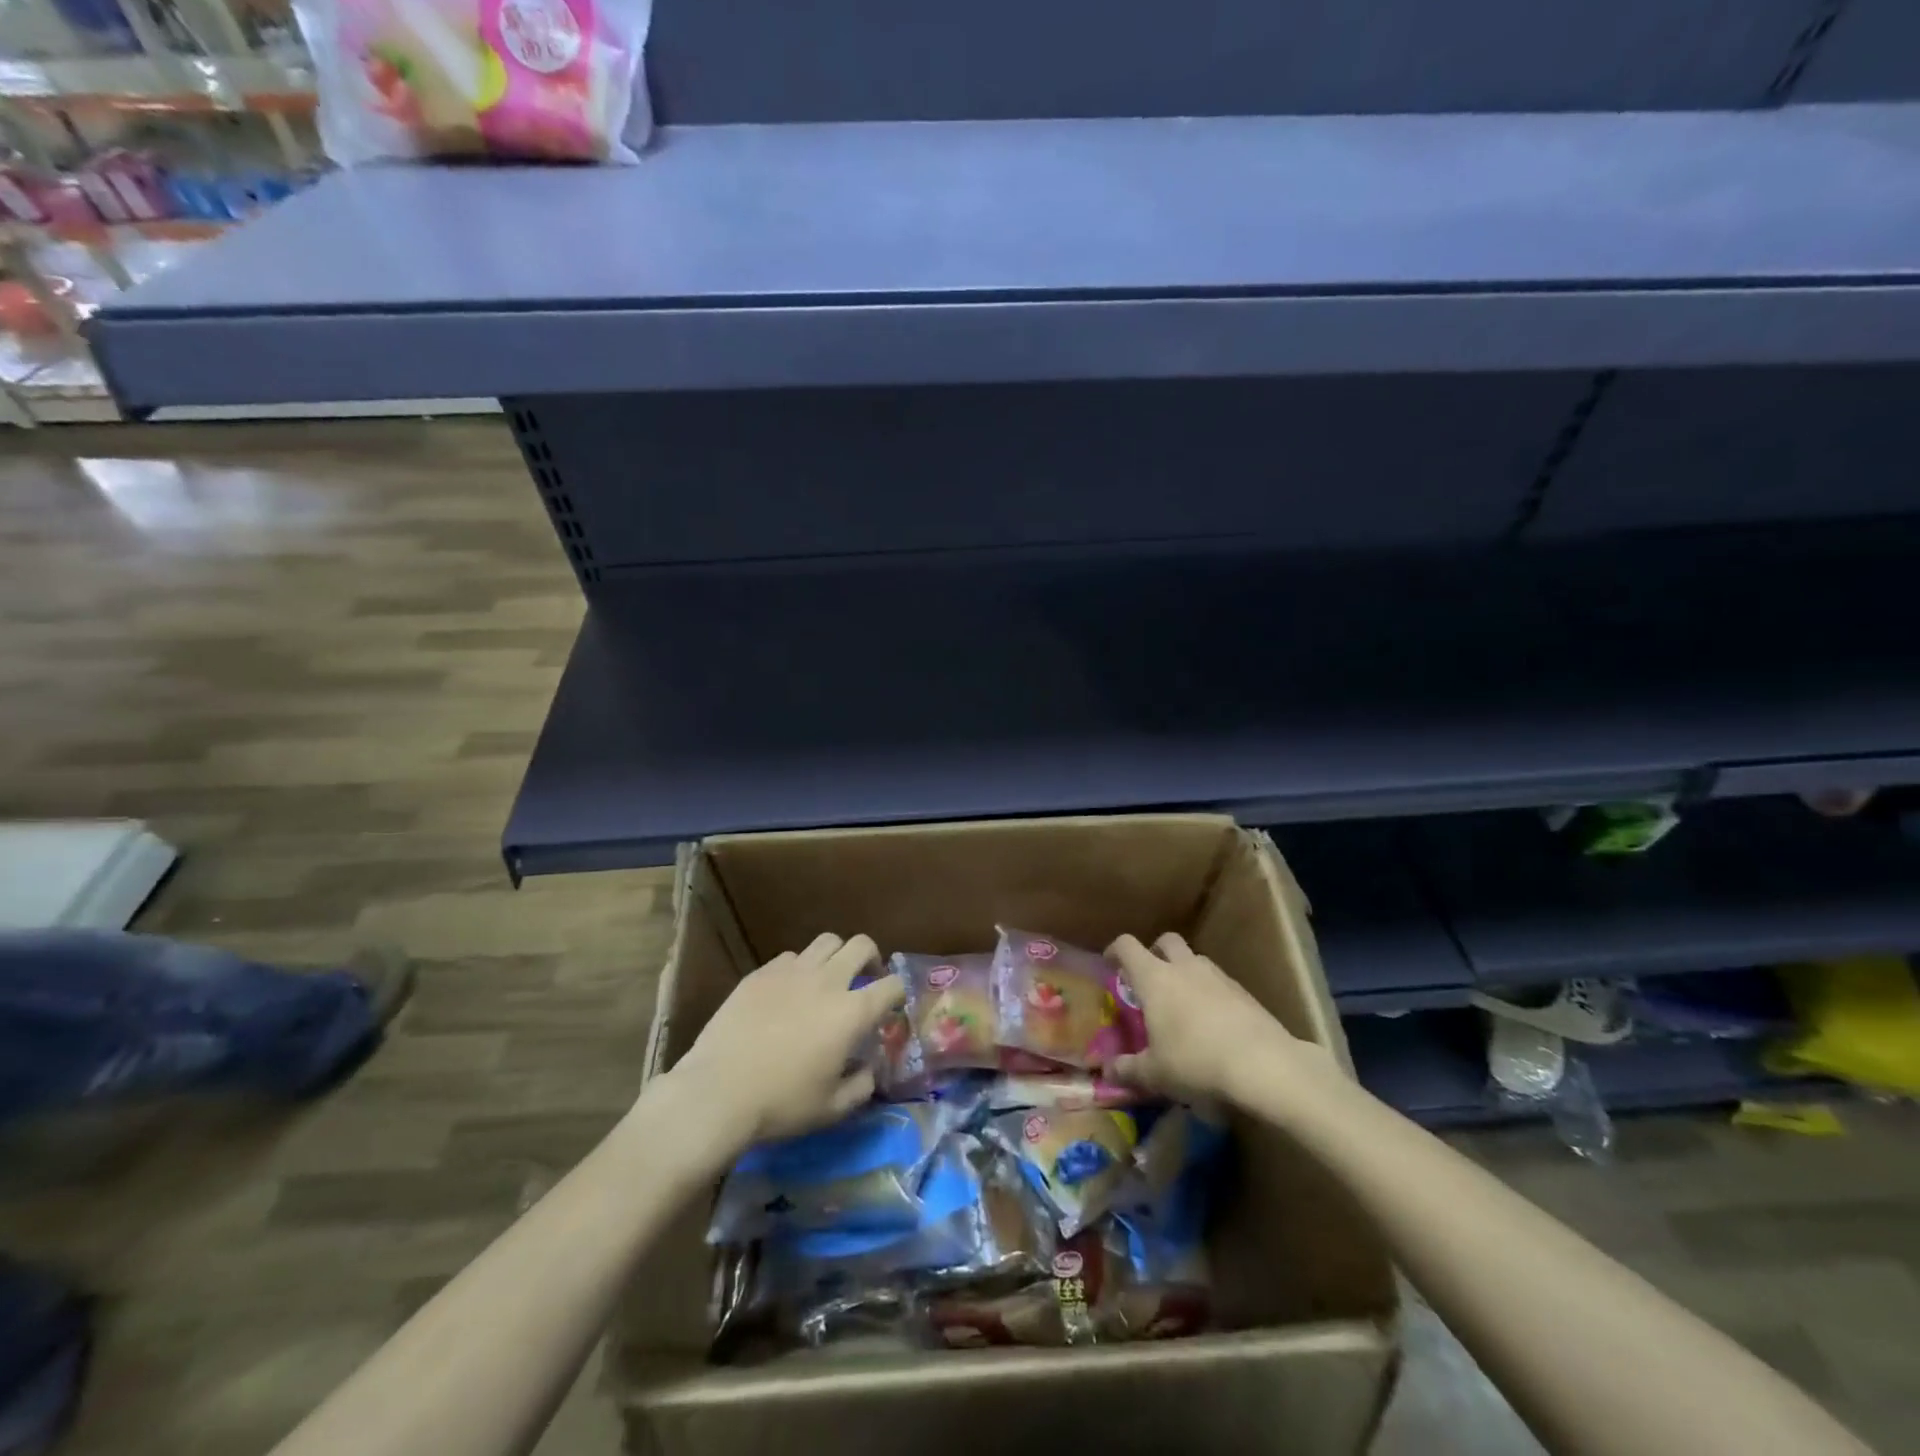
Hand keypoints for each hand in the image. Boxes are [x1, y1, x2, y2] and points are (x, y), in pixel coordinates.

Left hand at [666, 933, 904, 1149]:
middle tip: (866, 978)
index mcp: (852, 1013)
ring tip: (828, 977)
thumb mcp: (832, 1109)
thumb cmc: (781, 1104)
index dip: (898, 993)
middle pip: (862, 945)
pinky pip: (790, 957)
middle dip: (872, 958)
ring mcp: (792, 971)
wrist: (718, 1091)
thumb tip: (869, 1069)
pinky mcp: (761, 973)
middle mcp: (827, 981)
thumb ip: (861, 1086)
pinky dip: (799, 968)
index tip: (891, 1007)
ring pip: (826, 941)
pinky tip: (789, 991)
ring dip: (836, 955)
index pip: (892, 985)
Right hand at [1104, 932, 1333, 1105]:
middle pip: (1165, 941)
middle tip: (1150, 978)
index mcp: (1154, 978)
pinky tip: (1213, 1022)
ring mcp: (1217, 976)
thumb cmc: (1196, 1061)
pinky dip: (1210, 992)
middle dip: (1155, 952)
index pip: (1127, 946)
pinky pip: (1219, 982)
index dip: (1115, 951)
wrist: (1264, 1065)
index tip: (1110, 964)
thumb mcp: (1155, 1073)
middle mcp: (1184, 967)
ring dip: (1185, 971)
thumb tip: (1106, 1072)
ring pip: (1195, 959)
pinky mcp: (1244, 992)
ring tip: (1182, 1002)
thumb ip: (1127, 1069)